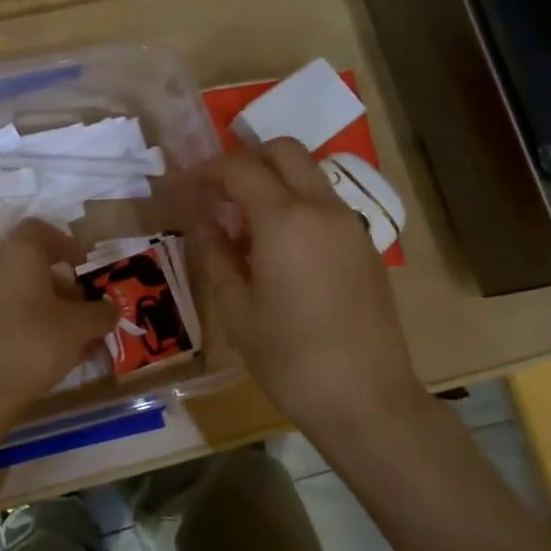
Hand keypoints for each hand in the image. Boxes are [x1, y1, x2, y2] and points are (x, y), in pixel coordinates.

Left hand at [0, 219, 117, 432]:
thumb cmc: (32, 345)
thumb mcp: (79, 328)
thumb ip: (100, 313)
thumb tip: (110, 309)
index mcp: (17, 253)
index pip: (41, 230)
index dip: (66, 244)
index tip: (84, 265)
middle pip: (29, 260)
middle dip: (60, 280)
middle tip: (82, 305)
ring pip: (17, 287)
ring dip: (45, 302)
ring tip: (71, 334)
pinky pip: (3, 307)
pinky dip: (26, 318)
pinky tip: (47, 348)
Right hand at [187, 139, 425, 442]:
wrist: (366, 399)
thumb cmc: (289, 359)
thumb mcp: (236, 308)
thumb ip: (215, 252)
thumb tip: (201, 218)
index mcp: (285, 220)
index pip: (240, 168)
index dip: (206, 169)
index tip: (184, 185)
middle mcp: (322, 208)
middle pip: (283, 151)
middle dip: (245, 159)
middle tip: (217, 192)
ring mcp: (350, 224)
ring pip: (308, 174)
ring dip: (273, 180)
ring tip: (243, 223)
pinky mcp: (365, 245)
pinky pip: (325, 203)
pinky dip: (296, 203)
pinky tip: (278, 247)